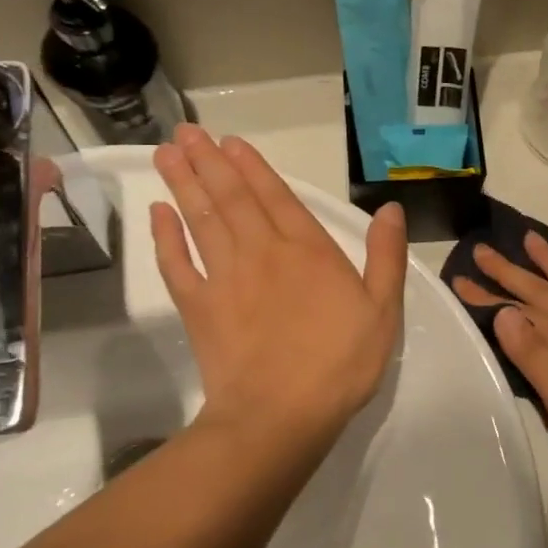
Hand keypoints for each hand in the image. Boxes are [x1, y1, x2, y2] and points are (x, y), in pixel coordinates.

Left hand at [151, 126, 405, 451]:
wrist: (280, 415)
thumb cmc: (340, 363)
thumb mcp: (383, 310)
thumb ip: (386, 256)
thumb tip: (390, 208)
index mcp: (308, 251)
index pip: (276, 197)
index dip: (253, 167)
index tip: (229, 142)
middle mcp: (263, 252)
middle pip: (231, 198)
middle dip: (209, 162)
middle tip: (185, 132)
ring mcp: (225, 278)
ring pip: (201, 220)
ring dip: (183, 184)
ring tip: (166, 153)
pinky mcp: (198, 307)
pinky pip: (176, 264)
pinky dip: (165, 237)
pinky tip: (157, 214)